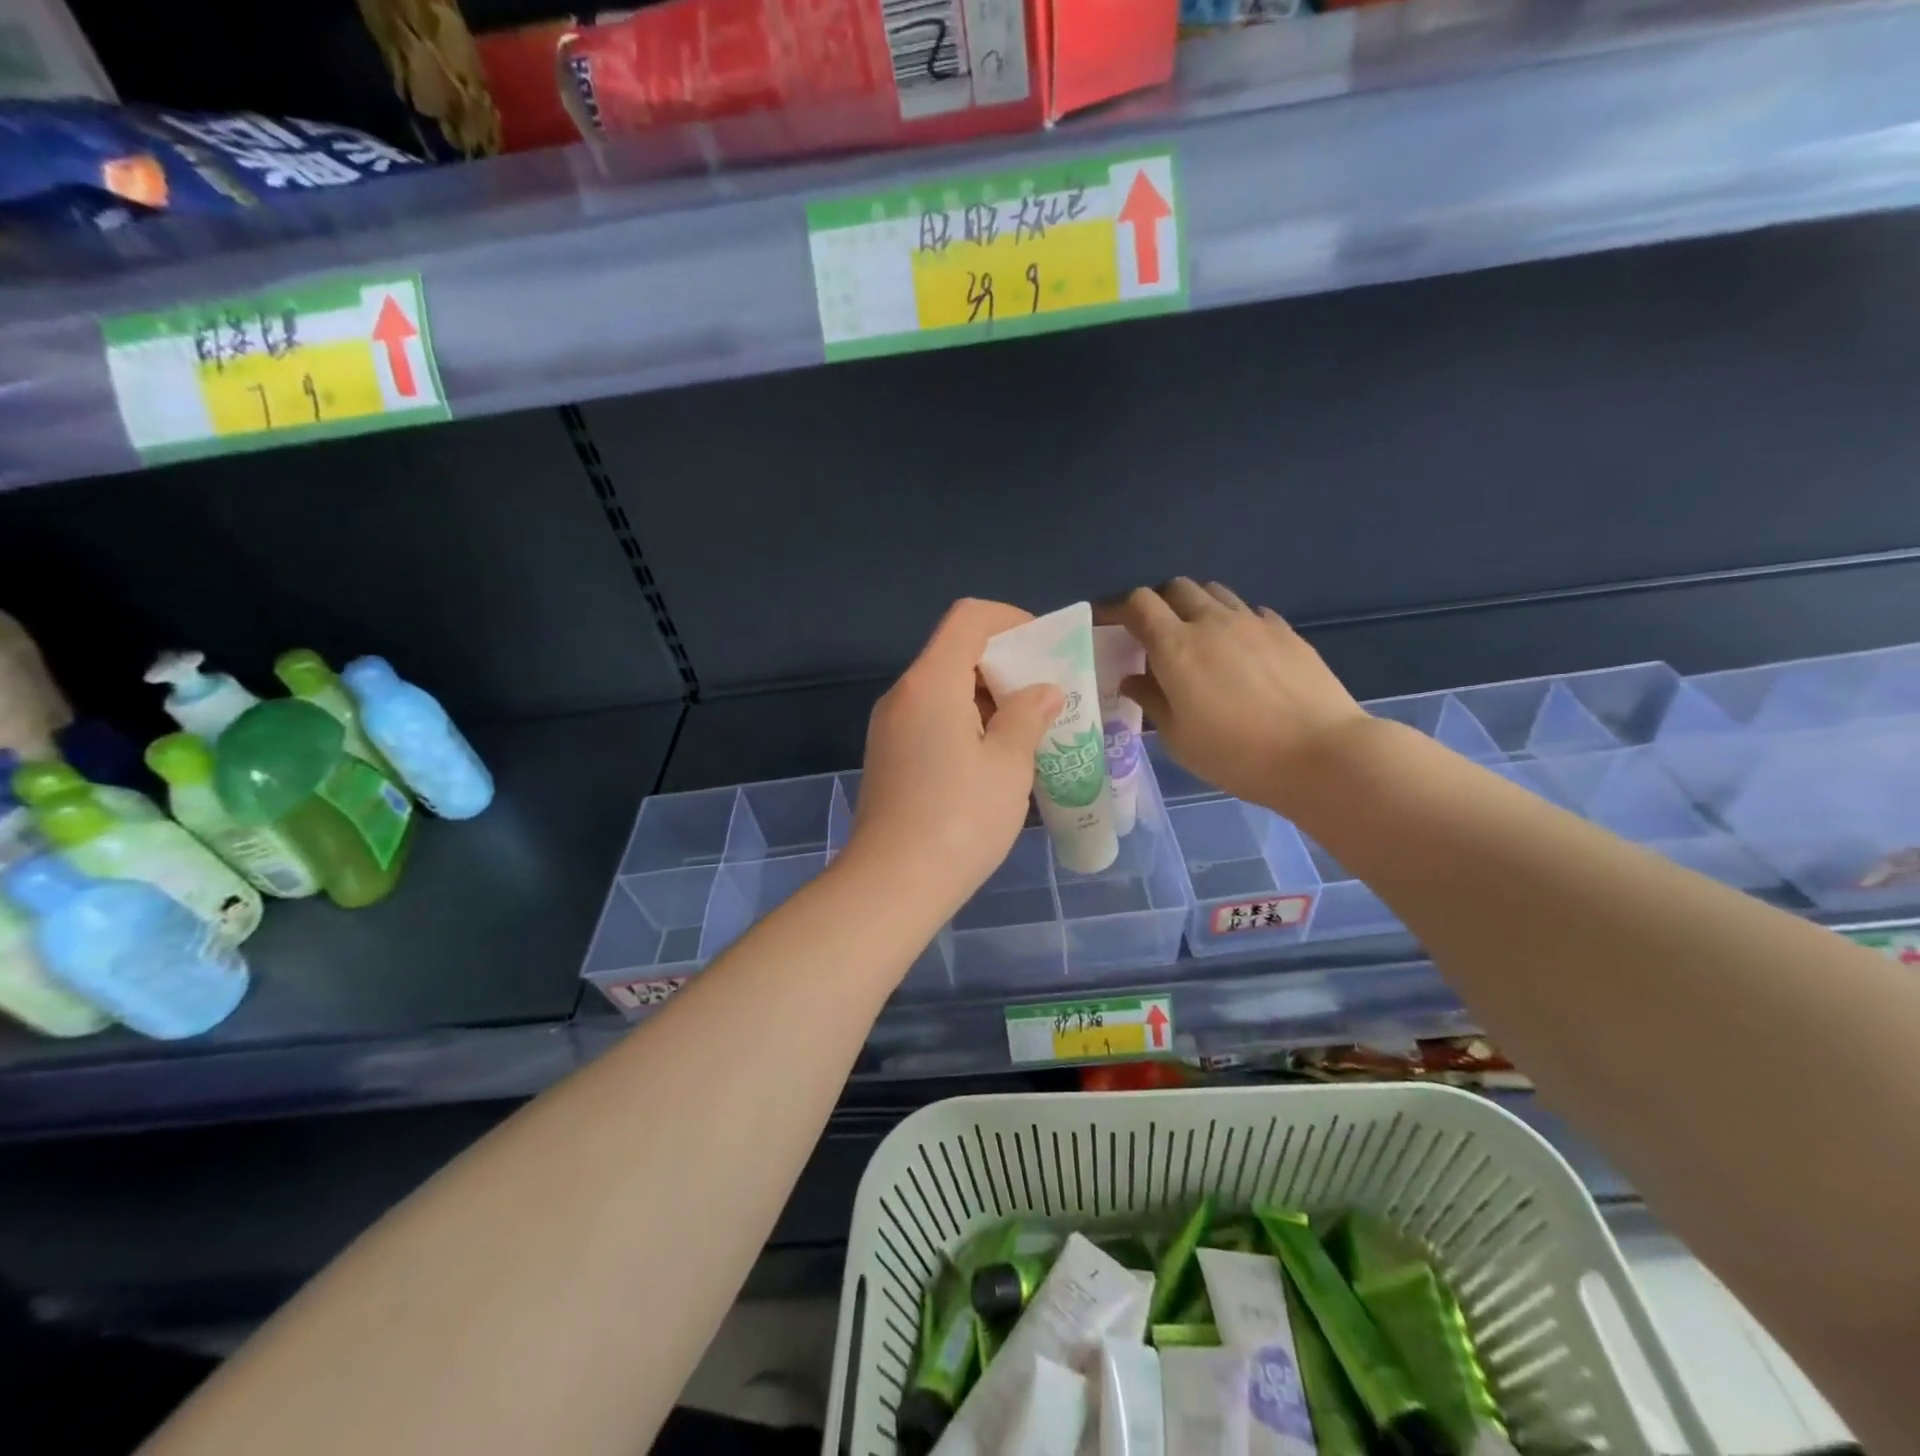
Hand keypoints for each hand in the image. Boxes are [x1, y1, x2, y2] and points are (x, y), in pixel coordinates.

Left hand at [843, 599, 1063, 918]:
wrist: (891, 885)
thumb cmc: (959, 820)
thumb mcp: (1008, 766)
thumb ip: (1027, 717)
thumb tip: (1043, 692)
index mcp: (931, 683)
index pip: (969, 618)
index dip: (1011, 620)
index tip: (1045, 651)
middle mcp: (903, 694)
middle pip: (955, 651)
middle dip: (1005, 664)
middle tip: (1045, 696)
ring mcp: (890, 726)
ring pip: (943, 688)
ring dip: (986, 697)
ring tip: (1027, 729)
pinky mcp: (888, 756)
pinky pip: (930, 718)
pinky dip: (965, 721)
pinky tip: (993, 757)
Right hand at [1102, 579, 1365, 815]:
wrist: (1320, 754)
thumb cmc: (1236, 754)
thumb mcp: (1179, 738)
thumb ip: (1151, 701)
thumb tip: (1131, 679)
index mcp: (1176, 647)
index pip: (1139, 603)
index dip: (1118, 608)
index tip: (1108, 624)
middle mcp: (1211, 622)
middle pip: (1176, 588)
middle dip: (1159, 604)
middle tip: (1154, 635)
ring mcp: (1253, 622)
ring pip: (1214, 593)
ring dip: (1196, 607)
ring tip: (1197, 640)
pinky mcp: (1285, 631)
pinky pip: (1249, 611)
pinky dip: (1233, 621)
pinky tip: (1240, 652)